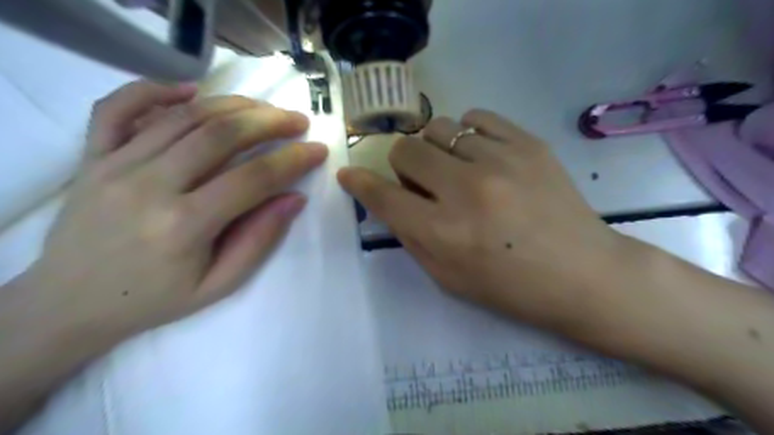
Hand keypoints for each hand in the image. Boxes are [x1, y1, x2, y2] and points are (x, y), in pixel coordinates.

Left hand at [20, 80, 323, 341]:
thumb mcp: (219, 284)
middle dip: (269, 121)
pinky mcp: (91, 157)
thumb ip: (259, 240)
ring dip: (232, 105)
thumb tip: (295, 198)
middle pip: (220, 135)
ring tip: (264, 108)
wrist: (70, 304)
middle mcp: (148, 186)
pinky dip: (155, 90)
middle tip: (297, 120)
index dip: (293, 159)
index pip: (253, 178)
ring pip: (183, 116)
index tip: (317, 149)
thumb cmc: (155, 299)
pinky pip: (119, 108)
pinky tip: (190, 90)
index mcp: (184, 226)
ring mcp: (114, 165)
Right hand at [340, 108, 627, 333]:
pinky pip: (476, 117)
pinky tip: (480, 155)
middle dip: (403, 166)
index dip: (360, 183)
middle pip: (406, 149)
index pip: (383, 196)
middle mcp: (466, 190)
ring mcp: (500, 160)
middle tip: (423, 182)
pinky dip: (468, 134)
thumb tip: (389, 199)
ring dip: (435, 150)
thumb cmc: (510, 287)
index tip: (350, 174)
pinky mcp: (528, 143)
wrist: (583, 274)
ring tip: (456, 169)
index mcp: (443, 232)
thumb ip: (412, 236)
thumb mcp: (447, 278)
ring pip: (439, 128)